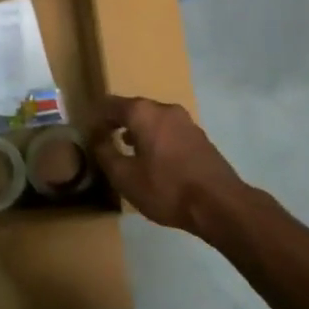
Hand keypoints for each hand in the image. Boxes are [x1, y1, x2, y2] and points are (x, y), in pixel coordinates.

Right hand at [89, 96, 247, 235]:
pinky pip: (169, 131)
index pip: (110, 104)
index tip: (88, 132)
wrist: (220, 204)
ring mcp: (186, 121)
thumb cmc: (166, 188)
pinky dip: (156, 139)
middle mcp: (164, 109)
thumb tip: (97, 138)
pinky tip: (154, 160)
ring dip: (138, 131)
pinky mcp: (199, 137)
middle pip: (134, 109)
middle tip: (105, 140)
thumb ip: (105, 154)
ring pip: (153, 120)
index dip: (96, 117)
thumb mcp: (125, 177)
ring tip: (127, 150)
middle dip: (117, 122)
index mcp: (143, 112)